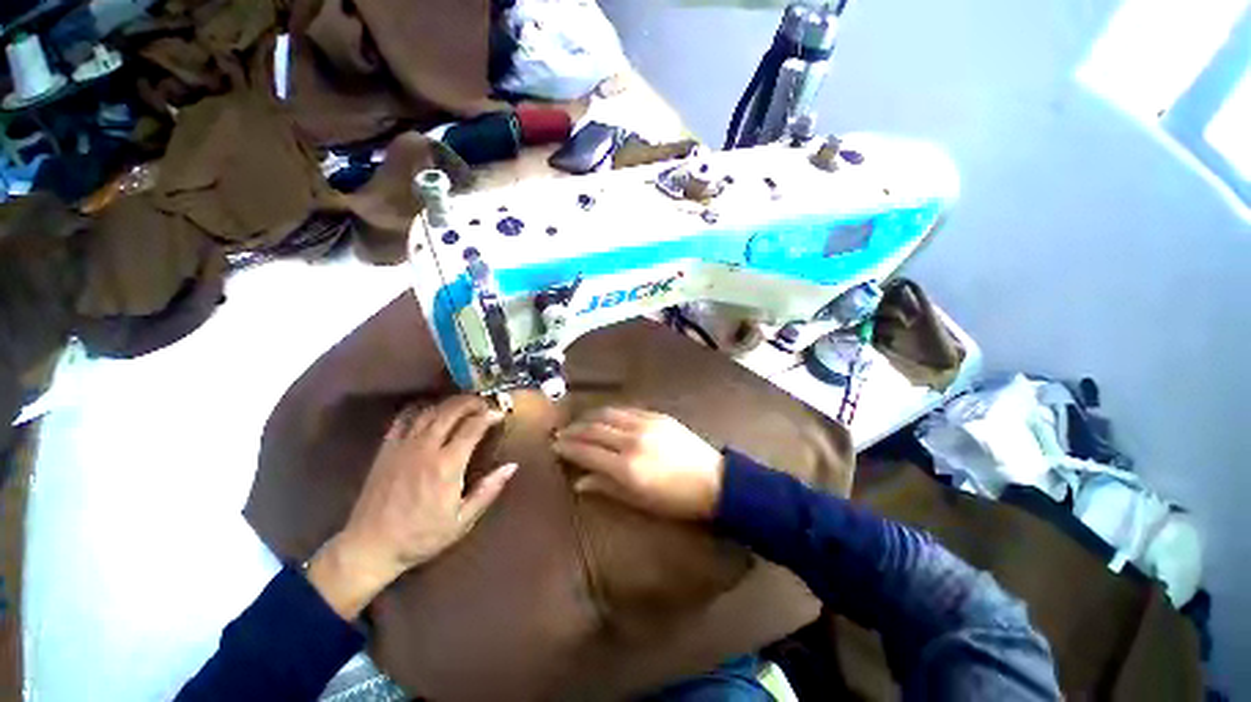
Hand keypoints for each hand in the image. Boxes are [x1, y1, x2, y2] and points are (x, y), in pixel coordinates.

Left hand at [308, 396, 516, 619]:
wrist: (370, 546)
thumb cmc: (422, 536)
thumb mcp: (463, 520)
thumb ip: (488, 490)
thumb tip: (511, 466)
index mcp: (448, 464)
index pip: (473, 427)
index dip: (489, 416)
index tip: (499, 414)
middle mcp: (427, 448)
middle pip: (451, 410)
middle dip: (471, 402)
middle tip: (483, 403)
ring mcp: (404, 446)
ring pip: (429, 411)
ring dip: (449, 403)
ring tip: (462, 405)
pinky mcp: (387, 449)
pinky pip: (403, 419)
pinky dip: (420, 409)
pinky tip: (429, 411)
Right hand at [553, 407, 723, 520]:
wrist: (713, 480)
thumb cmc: (675, 500)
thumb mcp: (638, 501)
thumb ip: (606, 487)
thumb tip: (578, 481)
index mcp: (626, 467)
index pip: (586, 452)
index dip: (567, 448)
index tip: (555, 445)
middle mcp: (631, 440)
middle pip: (593, 429)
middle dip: (574, 430)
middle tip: (561, 433)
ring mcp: (645, 424)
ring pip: (608, 414)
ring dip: (589, 417)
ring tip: (579, 422)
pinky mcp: (657, 415)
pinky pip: (626, 410)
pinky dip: (610, 412)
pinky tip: (605, 416)